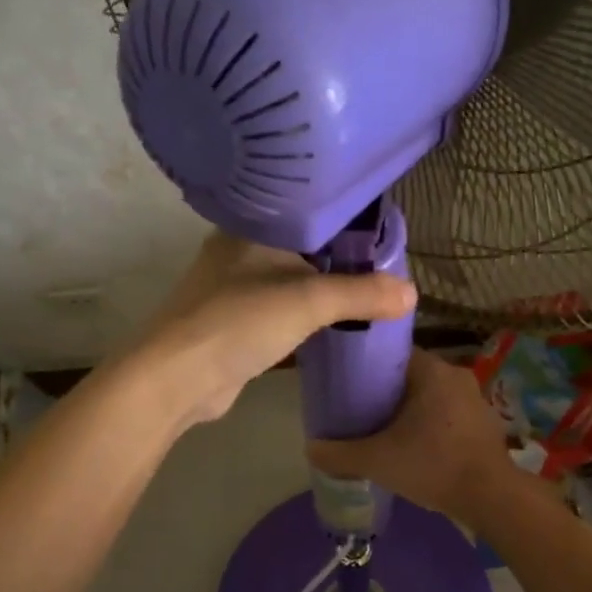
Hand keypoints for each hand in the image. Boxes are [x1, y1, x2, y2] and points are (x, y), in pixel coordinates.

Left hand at [132, 232, 414, 427]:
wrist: (178, 379)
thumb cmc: (240, 322)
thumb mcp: (309, 301)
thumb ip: (362, 293)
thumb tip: (412, 293)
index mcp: (250, 228)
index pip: (308, 212)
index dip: (347, 223)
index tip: (383, 235)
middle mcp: (239, 252)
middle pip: (303, 248)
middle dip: (341, 260)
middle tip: (384, 268)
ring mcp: (233, 290)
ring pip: (291, 282)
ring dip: (324, 291)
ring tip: (370, 294)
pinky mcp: (235, 324)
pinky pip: (282, 312)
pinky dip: (307, 316)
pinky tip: (336, 324)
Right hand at [307, 350, 525, 525]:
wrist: (491, 496)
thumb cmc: (433, 465)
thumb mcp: (377, 460)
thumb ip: (340, 453)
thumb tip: (311, 448)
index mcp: (432, 370)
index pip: (393, 353)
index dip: (367, 366)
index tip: (348, 384)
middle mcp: (456, 374)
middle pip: (411, 374)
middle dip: (386, 391)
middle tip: (360, 410)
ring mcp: (475, 398)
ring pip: (431, 395)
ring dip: (410, 408)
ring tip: (383, 429)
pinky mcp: (485, 421)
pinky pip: (448, 412)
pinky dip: (431, 423)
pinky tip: (415, 445)